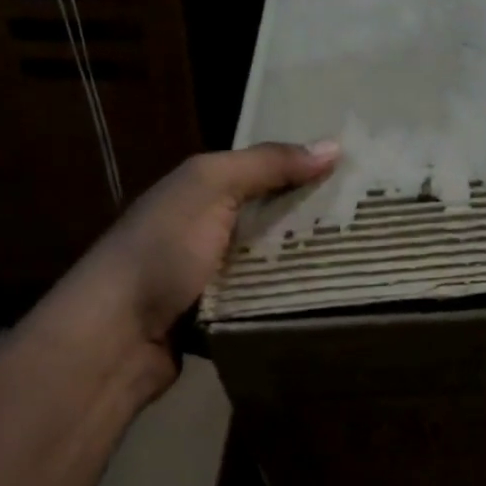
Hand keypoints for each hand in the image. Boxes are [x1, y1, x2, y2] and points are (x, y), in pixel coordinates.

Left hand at [79, 140, 339, 344]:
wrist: (114, 338)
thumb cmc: (161, 252)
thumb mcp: (210, 190)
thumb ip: (265, 165)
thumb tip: (333, 146)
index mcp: (199, 193)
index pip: (263, 174)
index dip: (305, 171)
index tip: (359, 178)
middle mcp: (205, 232)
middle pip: (270, 221)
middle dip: (312, 222)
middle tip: (371, 226)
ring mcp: (210, 279)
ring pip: (270, 265)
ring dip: (303, 266)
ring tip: (361, 264)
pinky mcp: (218, 319)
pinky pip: (262, 303)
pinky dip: (286, 302)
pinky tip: (326, 303)